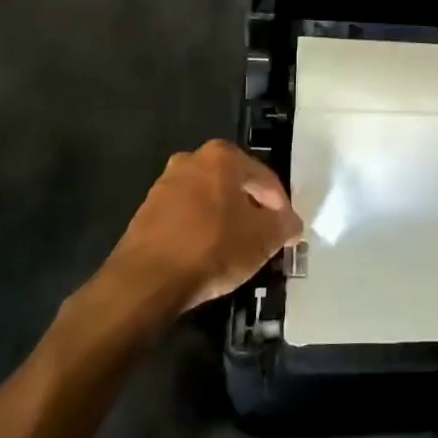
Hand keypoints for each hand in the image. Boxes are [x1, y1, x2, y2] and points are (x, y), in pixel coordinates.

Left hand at [102, 141, 300, 317]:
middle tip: (263, 236)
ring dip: (224, 218)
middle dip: (251, 208)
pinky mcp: (146, 211)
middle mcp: (191, 160)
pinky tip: (207, 253)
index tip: (286, 230)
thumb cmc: (213, 248)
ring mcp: (164, 184)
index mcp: (222, 157)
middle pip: (234, 184)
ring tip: (236, 248)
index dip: (281, 206)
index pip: (265, 178)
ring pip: (208, 199)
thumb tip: (291, 223)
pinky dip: (200, 229)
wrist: (147, 280)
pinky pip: (186, 216)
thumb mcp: (264, 239)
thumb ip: (285, 225)